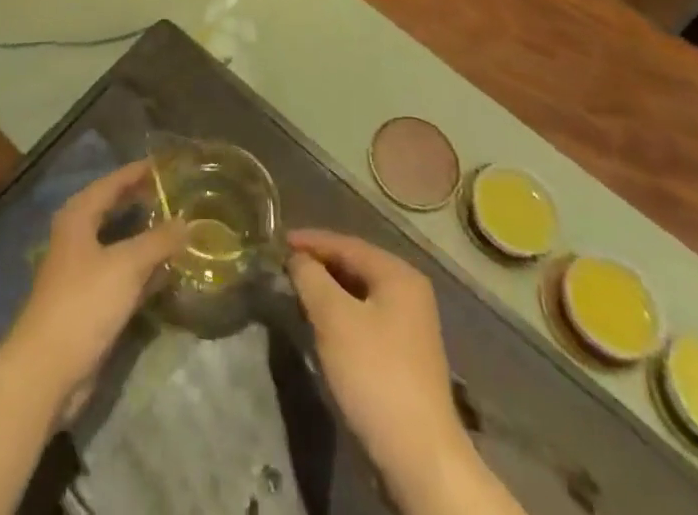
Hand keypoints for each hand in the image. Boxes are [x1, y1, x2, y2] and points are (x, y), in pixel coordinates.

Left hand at [4, 160, 186, 420]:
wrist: (48, 369)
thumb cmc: (84, 302)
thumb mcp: (127, 265)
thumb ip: (159, 241)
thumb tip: (188, 222)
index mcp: (79, 216)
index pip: (112, 183)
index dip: (138, 172)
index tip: (166, 163)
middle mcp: (78, 236)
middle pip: (114, 210)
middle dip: (143, 202)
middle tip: (176, 194)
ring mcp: (82, 271)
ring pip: (120, 244)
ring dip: (146, 238)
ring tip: (179, 228)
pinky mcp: (90, 302)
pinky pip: (122, 274)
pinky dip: (143, 270)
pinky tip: (168, 272)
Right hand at [288, 230, 467, 475]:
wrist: (419, 457)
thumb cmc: (375, 374)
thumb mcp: (334, 319)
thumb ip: (311, 278)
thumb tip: (297, 258)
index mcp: (398, 275)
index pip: (346, 244)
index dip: (310, 241)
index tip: (279, 242)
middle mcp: (409, 292)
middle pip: (355, 265)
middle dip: (319, 264)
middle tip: (284, 265)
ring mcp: (410, 326)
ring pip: (359, 293)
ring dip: (328, 290)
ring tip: (297, 290)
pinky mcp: (404, 355)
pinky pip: (365, 317)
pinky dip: (341, 313)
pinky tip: (322, 323)